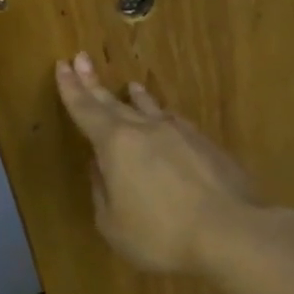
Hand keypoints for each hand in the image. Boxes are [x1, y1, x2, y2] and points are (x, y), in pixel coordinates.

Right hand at [53, 52, 258, 274]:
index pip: (86, 110)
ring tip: (131, 86)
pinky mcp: (206, 145)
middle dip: (94, 83)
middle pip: (115, 102)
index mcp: (117, 145)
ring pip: (151, 108)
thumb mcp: (114, 225)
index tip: (63, 65)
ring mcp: (180, 133)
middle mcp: (147, 129)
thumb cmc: (162, 234)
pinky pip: (175, 123)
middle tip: (81, 59)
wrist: (231, 231)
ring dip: (135, 97)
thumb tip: (100, 167)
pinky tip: (167, 119)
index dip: (72, 89)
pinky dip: (163, 117)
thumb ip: (102, 192)